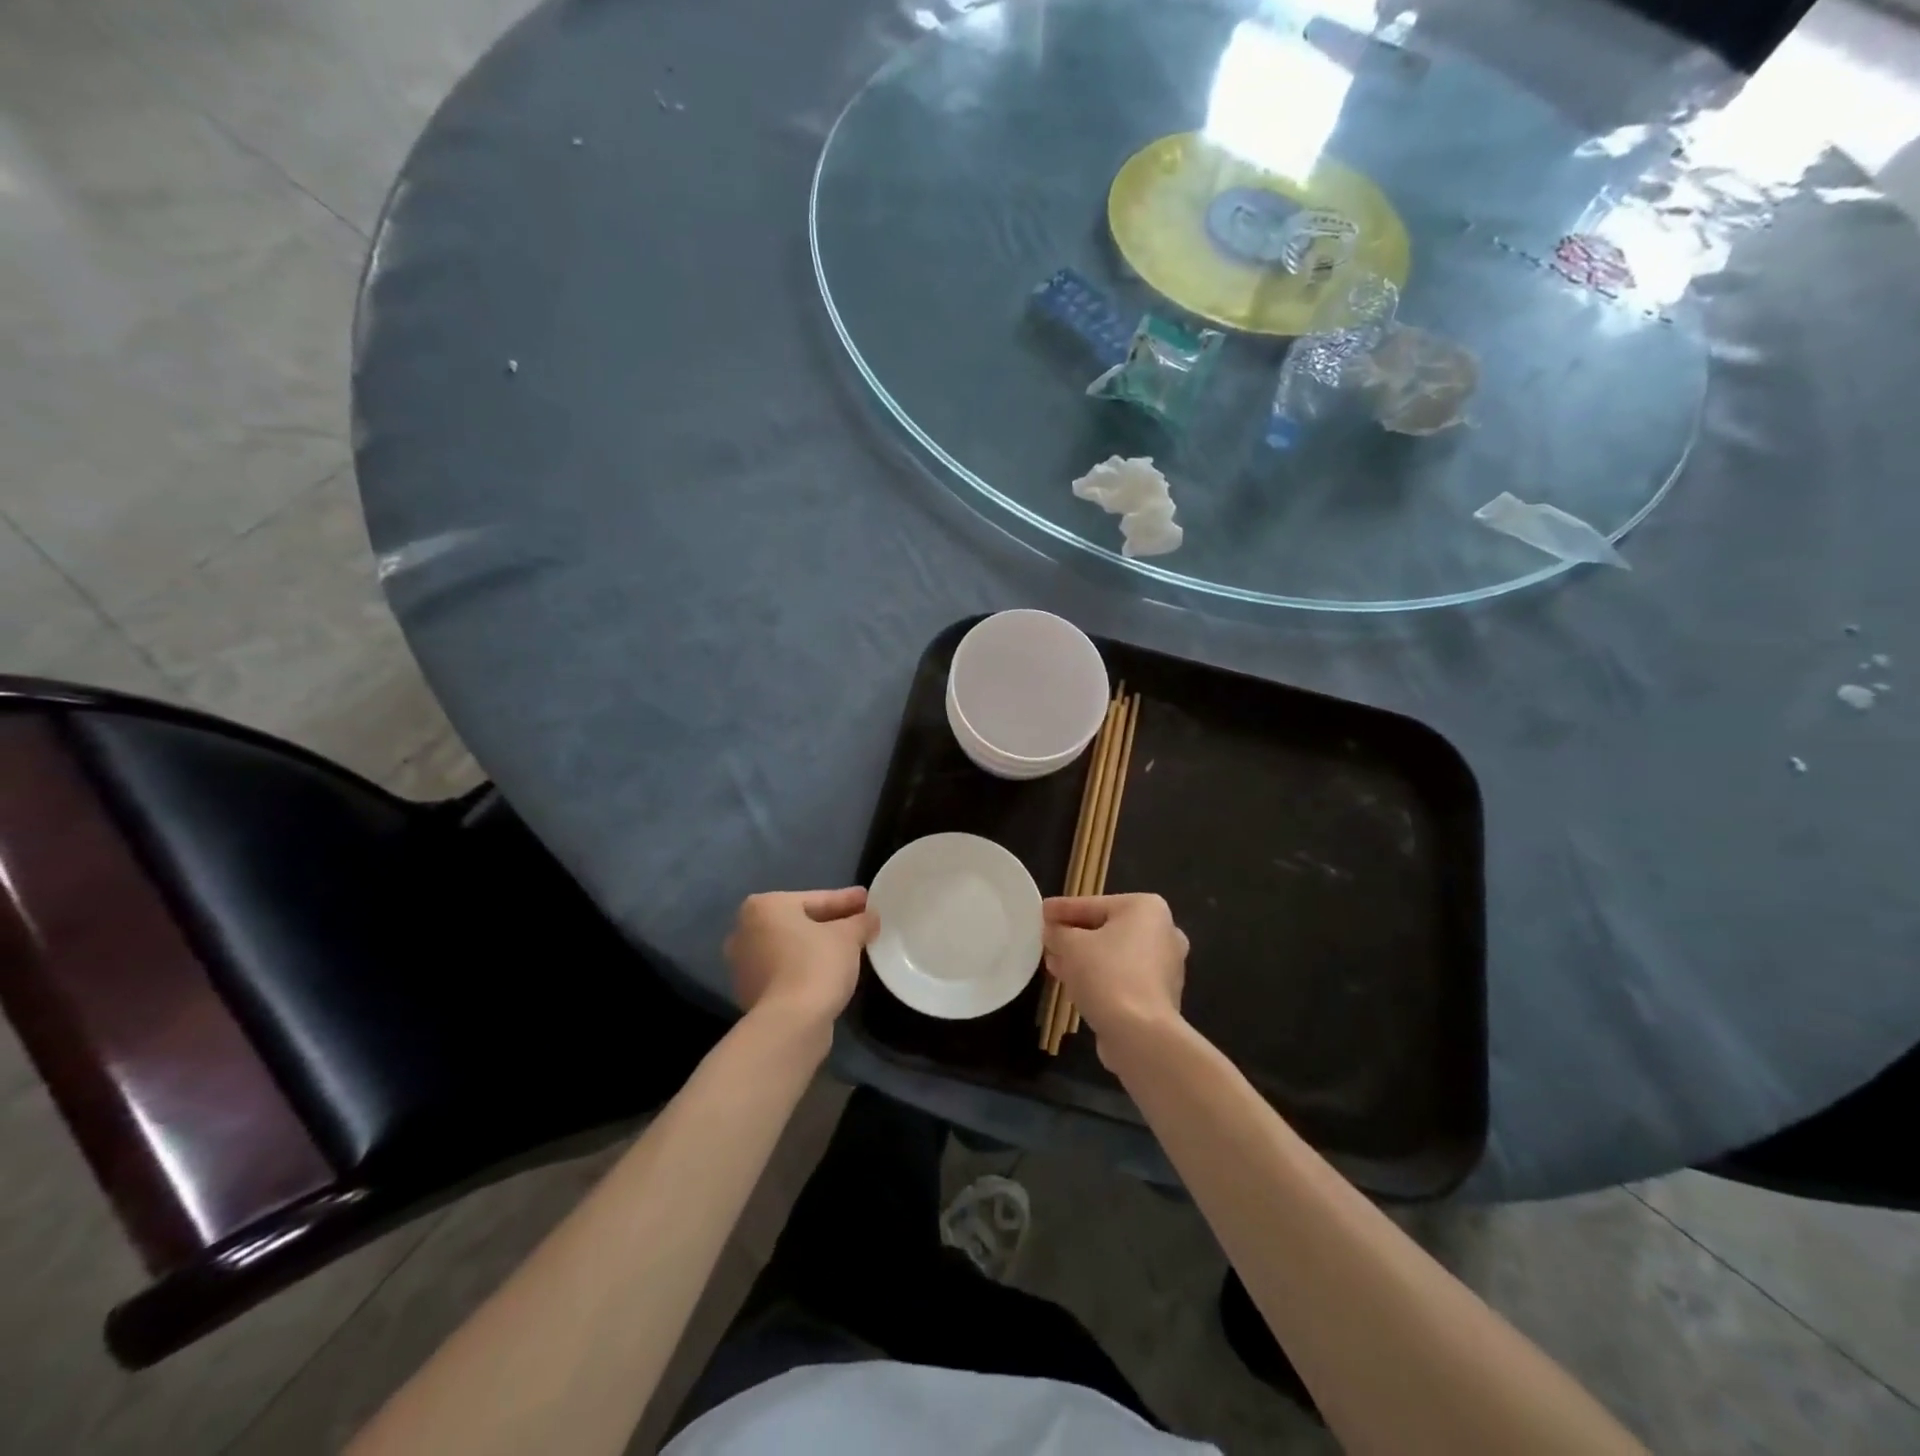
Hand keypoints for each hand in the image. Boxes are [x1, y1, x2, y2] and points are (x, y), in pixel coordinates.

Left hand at [725, 887, 877, 1029]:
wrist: (789, 1024)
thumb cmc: (816, 965)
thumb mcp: (848, 936)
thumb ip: (860, 921)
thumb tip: (870, 916)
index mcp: (764, 907)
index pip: (816, 899)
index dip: (846, 900)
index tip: (868, 901)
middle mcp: (745, 931)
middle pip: (800, 922)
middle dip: (830, 923)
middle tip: (861, 924)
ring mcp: (744, 965)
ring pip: (791, 948)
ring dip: (817, 947)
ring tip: (849, 950)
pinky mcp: (750, 993)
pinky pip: (785, 971)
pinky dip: (805, 968)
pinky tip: (829, 973)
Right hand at [1043, 894, 1187, 1055]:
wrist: (1140, 1034)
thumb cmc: (1106, 974)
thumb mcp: (1069, 945)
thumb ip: (1057, 932)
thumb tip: (1053, 932)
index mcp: (1146, 908)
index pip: (1092, 904)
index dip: (1062, 909)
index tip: (1040, 912)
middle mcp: (1163, 932)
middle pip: (1106, 929)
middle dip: (1074, 937)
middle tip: (1047, 941)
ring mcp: (1166, 966)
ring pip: (1114, 956)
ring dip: (1084, 960)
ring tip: (1054, 965)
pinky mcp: (1160, 996)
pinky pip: (1122, 978)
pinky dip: (1100, 978)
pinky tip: (1074, 986)